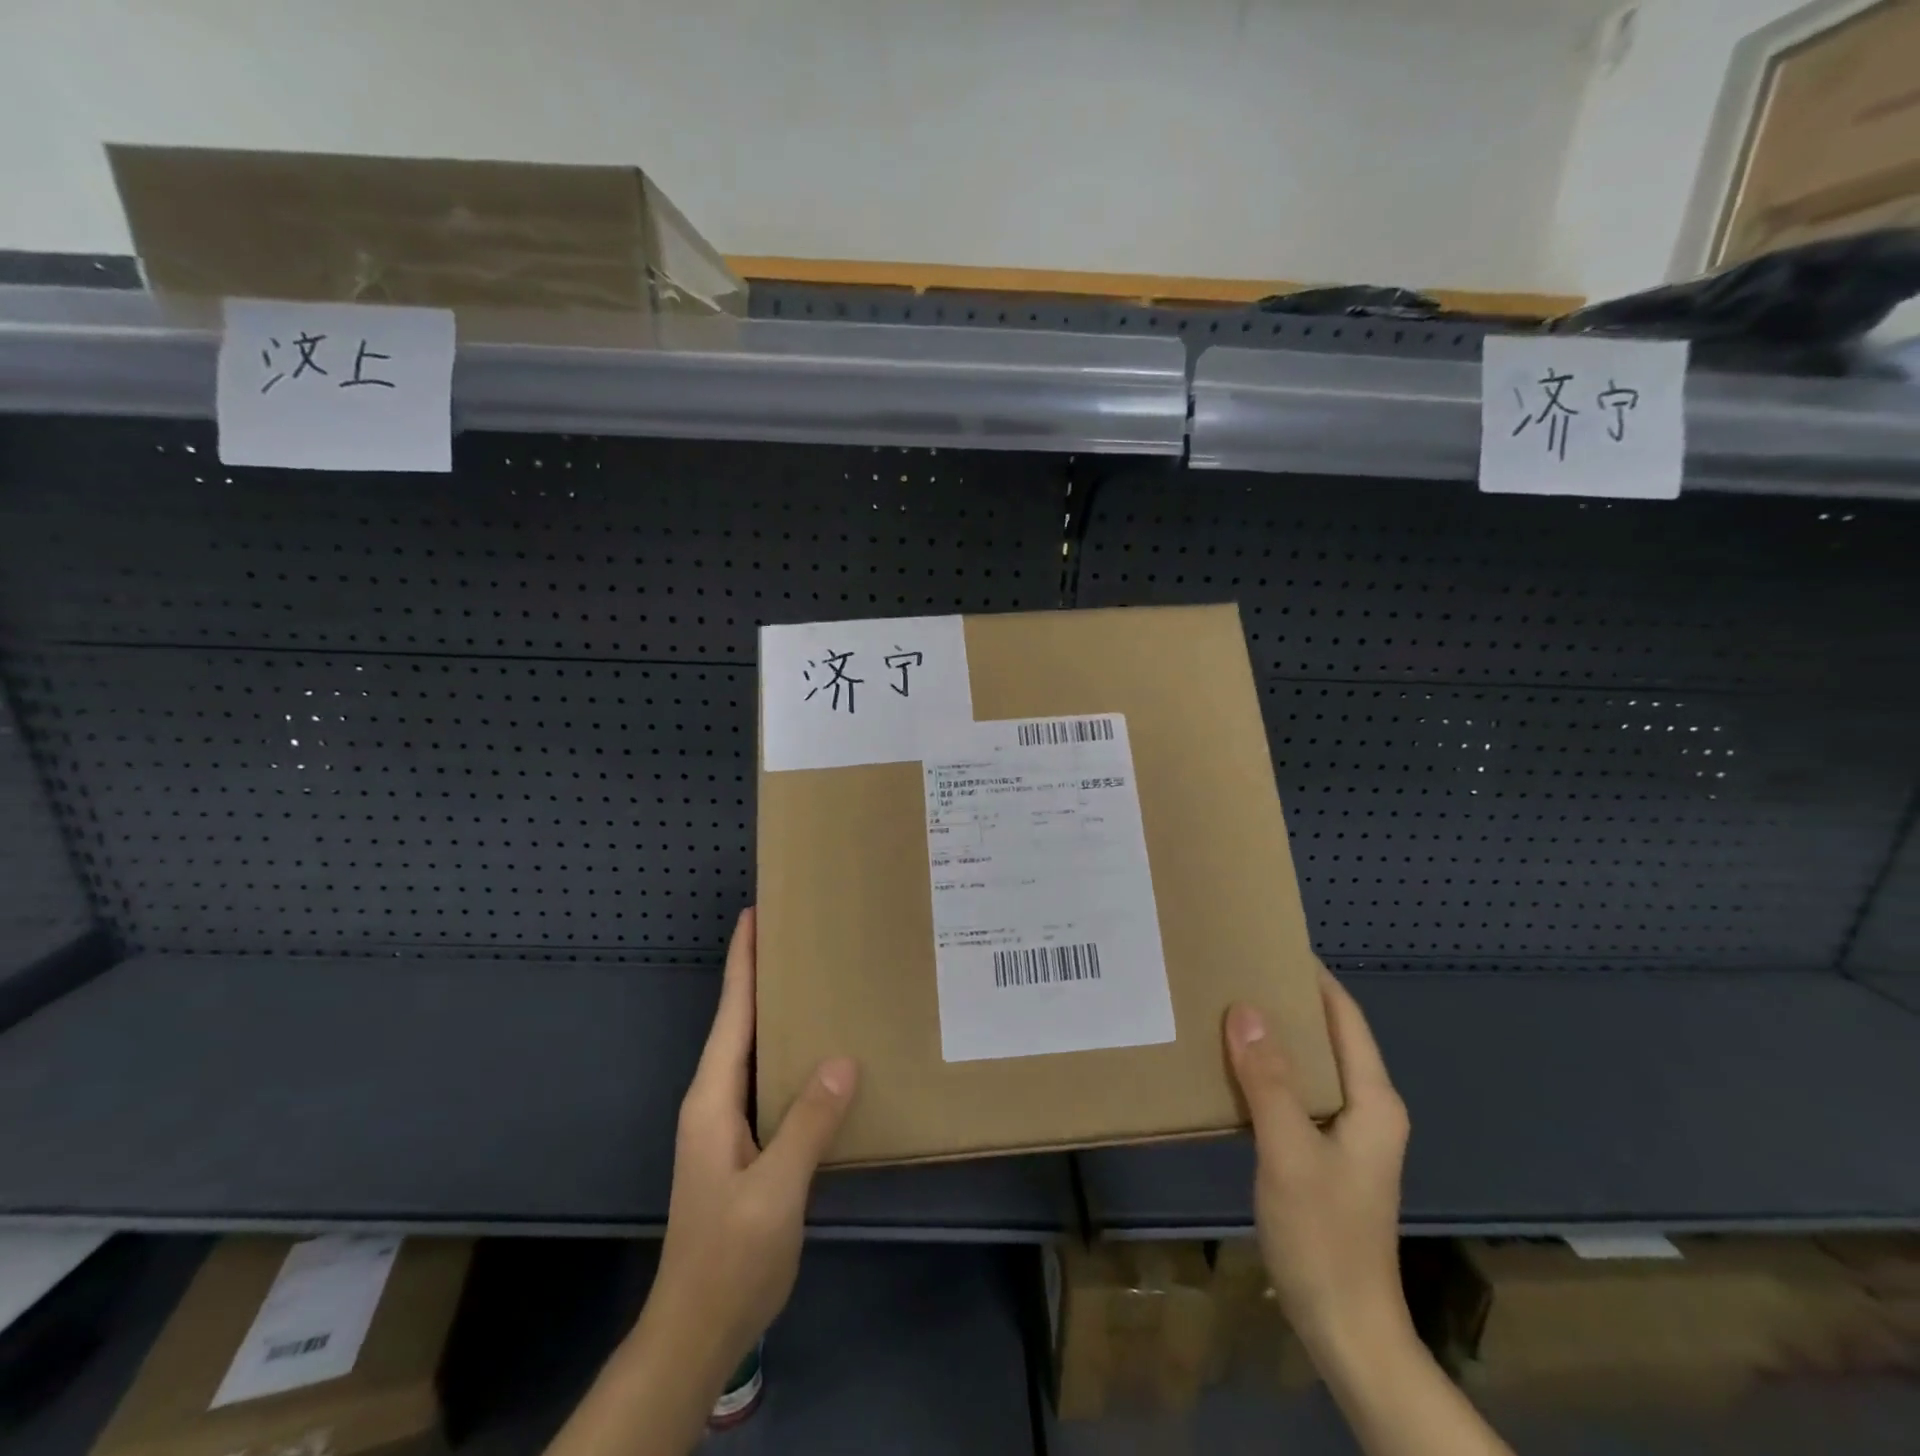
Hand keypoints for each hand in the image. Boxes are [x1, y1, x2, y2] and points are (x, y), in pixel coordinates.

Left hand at [640, 907, 859, 1391]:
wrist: (698, 1329)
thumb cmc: (730, 1256)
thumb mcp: (774, 1191)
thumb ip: (807, 1124)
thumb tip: (843, 1058)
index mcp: (712, 1099)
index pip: (730, 1013)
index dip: (742, 962)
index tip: (755, 915)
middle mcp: (714, 1100)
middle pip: (738, 1022)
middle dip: (761, 975)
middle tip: (798, 935)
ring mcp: (727, 1124)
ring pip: (753, 1050)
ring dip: (775, 1011)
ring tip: (813, 979)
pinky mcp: (744, 1144)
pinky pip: (768, 1080)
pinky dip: (788, 1052)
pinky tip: (818, 1052)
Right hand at [1223, 969, 1411, 1369]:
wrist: (1345, 1329)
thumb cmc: (1324, 1235)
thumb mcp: (1288, 1151)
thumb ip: (1268, 1079)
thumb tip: (1245, 1008)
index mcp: (1373, 1101)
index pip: (1345, 1018)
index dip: (1314, 978)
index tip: (1272, 943)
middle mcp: (1366, 1110)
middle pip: (1329, 1037)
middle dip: (1287, 1002)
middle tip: (1236, 970)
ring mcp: (1347, 1136)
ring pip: (1310, 1066)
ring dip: (1275, 1037)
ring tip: (1226, 1006)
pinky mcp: (1324, 1155)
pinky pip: (1296, 1094)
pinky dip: (1268, 1072)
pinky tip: (1232, 1067)